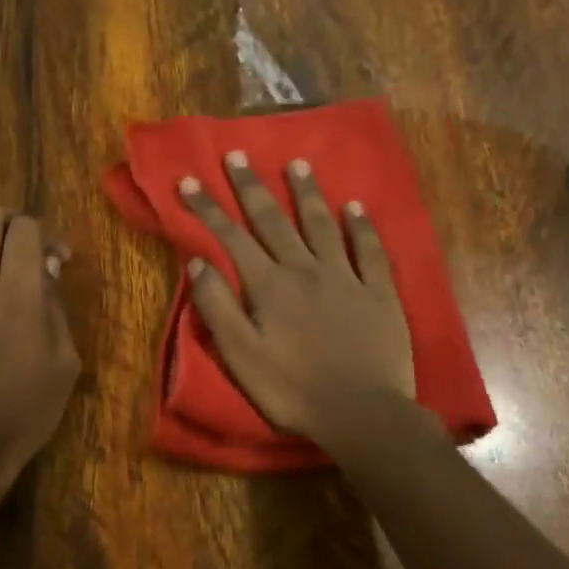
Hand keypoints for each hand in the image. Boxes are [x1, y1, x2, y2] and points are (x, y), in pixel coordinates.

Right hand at [180, 152, 414, 444]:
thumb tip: (198, 261)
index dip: (208, 208)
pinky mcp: (379, 292)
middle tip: (237, 155)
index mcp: (269, 286)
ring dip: (307, 193)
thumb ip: (218, 307)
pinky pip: (369, 251)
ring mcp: (346, 278)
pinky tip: (356, 207)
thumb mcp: (241, 356)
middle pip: (274, 221)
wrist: (362, 413)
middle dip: (252, 187)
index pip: (232, 238)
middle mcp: (306, 270)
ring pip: (322, 225)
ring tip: (297, 163)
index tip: (189, 180)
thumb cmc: (293, 390)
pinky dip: (361, 226)